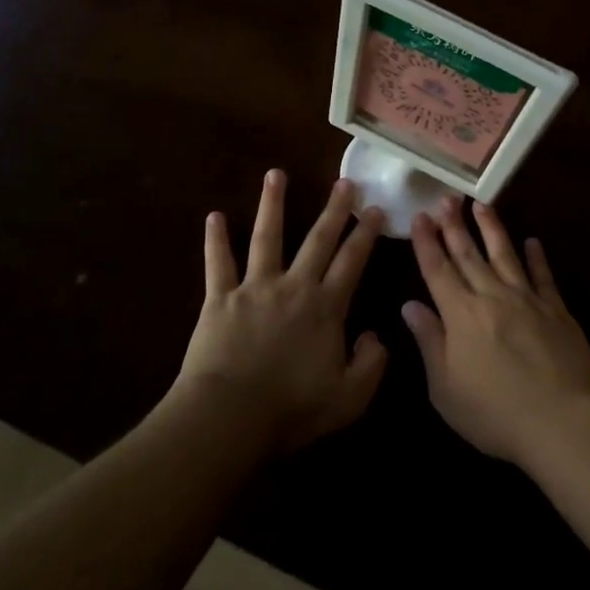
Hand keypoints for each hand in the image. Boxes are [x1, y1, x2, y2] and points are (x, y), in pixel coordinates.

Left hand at [175, 170, 388, 454]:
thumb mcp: (350, 397)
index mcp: (326, 307)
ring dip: (273, 203)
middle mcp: (294, 286)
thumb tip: (375, 335)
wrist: (230, 416)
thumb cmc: (292, 409)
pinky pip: (218, 262)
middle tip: (344, 182)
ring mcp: (254, 287)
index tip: (376, 208)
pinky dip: (216, 239)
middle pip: (317, 239)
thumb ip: (372, 364)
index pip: (352, 261)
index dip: (366, 234)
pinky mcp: (219, 298)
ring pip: (267, 236)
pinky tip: (214, 215)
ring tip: (276, 174)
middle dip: (334, 209)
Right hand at [404, 201, 589, 465]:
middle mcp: (491, 296)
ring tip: (482, 205)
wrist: (564, 421)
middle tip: (447, 197)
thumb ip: (429, 342)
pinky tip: (533, 241)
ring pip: (505, 254)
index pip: (437, 269)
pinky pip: (543, 276)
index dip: (426, 242)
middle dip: (455, 224)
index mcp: (460, 314)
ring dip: (492, 228)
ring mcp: (527, 300)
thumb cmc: (495, 413)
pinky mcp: (557, 310)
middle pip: (468, 254)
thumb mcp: (446, 388)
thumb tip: (410, 305)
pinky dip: (537, 257)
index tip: (419, 216)